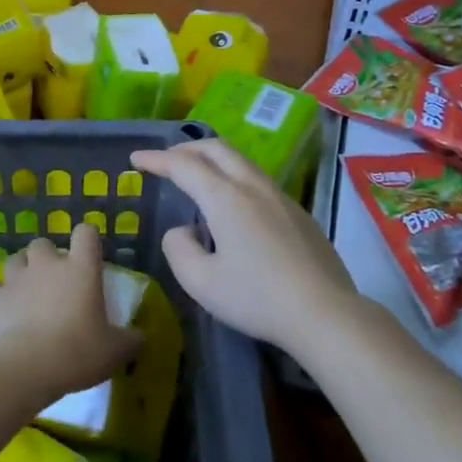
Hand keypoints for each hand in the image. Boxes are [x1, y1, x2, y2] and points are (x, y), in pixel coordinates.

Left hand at [0, 226, 140, 404]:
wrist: (22, 370)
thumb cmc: (76, 353)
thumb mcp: (115, 352)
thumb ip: (130, 340)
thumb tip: (139, 337)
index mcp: (80, 269)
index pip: (86, 233)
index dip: (87, 240)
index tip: (89, 256)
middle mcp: (46, 265)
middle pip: (43, 244)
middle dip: (47, 258)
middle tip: (55, 283)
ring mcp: (15, 279)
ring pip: (15, 261)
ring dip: (22, 273)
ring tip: (28, 297)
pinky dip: (0, 300)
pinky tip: (5, 317)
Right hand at [131, 140, 361, 352]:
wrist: (325, 313)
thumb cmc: (257, 298)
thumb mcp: (201, 283)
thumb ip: (179, 250)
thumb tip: (183, 231)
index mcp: (226, 197)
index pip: (184, 165)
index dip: (156, 159)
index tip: (136, 158)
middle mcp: (254, 186)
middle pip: (217, 149)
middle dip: (186, 149)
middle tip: (165, 161)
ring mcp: (281, 197)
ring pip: (242, 162)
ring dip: (213, 160)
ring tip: (197, 177)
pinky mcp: (299, 213)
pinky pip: (258, 181)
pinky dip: (234, 178)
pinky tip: (233, 206)